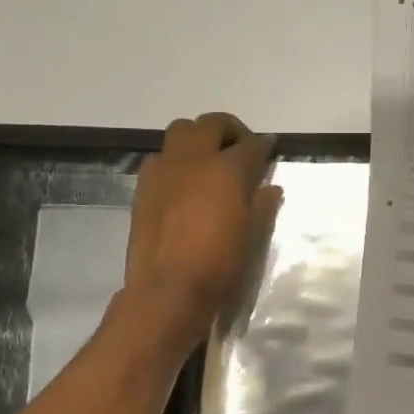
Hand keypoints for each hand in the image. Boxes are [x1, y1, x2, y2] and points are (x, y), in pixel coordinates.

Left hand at [125, 113, 281, 350]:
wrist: (167, 290)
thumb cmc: (219, 265)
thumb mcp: (252, 236)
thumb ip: (263, 205)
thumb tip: (270, 187)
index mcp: (227, 169)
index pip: (251, 144)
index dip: (263, 145)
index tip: (268, 148)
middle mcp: (194, 159)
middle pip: (212, 123)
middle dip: (230, 129)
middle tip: (239, 148)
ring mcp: (165, 169)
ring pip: (181, 130)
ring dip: (198, 137)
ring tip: (208, 159)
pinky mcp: (143, 185)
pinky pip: (160, 157)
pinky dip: (175, 159)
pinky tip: (183, 182)